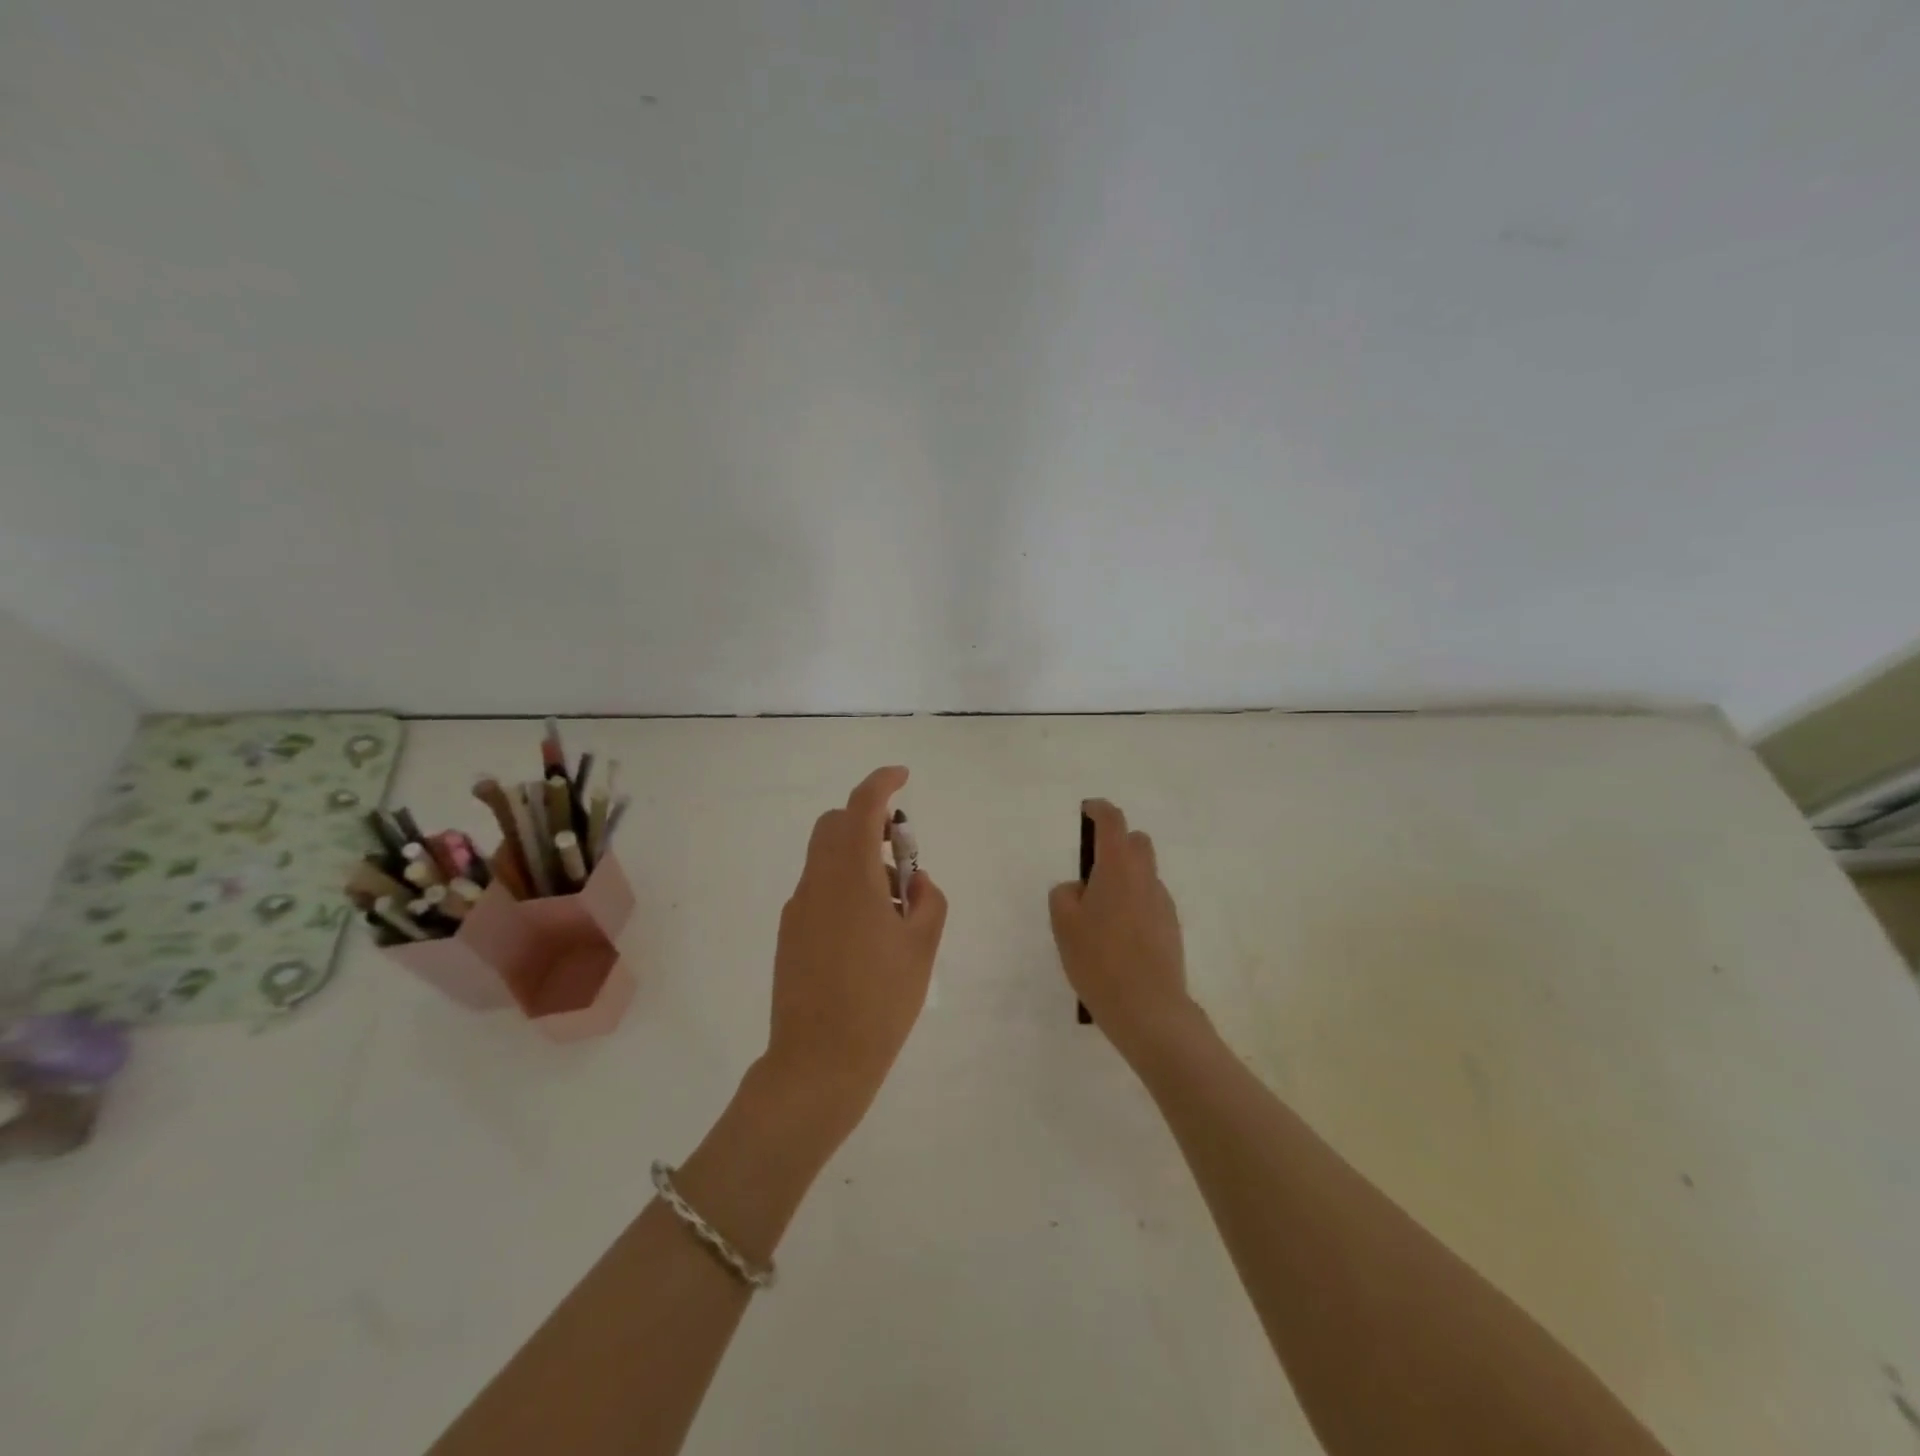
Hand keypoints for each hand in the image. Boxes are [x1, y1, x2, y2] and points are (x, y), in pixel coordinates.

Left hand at [759, 766, 948, 1155]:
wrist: (818, 1062)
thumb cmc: (880, 1001)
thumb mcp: (922, 947)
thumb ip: (928, 900)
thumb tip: (914, 880)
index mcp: (850, 877)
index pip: (861, 806)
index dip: (882, 782)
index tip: (903, 777)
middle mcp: (817, 882)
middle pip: (835, 825)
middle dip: (868, 822)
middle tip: (901, 856)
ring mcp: (798, 908)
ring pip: (825, 857)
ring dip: (858, 857)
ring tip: (892, 906)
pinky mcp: (789, 933)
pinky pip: (819, 888)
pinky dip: (843, 885)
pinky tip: (866, 932)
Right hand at [1049, 799, 1200, 1061]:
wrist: (1148, 1008)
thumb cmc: (1099, 959)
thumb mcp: (1063, 924)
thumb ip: (1065, 894)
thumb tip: (1079, 888)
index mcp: (1118, 868)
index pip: (1112, 822)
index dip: (1099, 810)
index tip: (1087, 810)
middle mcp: (1145, 878)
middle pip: (1136, 842)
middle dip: (1116, 842)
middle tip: (1091, 867)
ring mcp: (1163, 903)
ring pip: (1144, 873)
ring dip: (1125, 876)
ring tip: (1100, 913)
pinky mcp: (1171, 927)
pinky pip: (1149, 900)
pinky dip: (1134, 903)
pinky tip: (1117, 936)